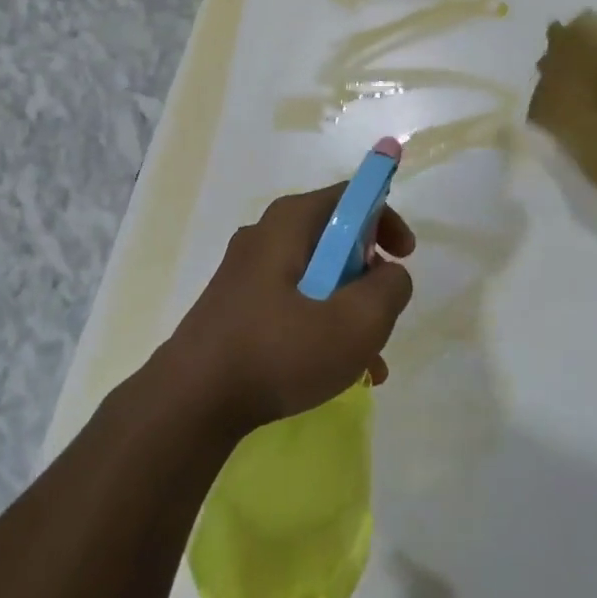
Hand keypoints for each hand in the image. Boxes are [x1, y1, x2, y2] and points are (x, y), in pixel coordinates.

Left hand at [161, 186, 415, 434]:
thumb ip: (389, 289)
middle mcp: (266, 235)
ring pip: (318, 276)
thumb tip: (391, 274)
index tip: (405, 257)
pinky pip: (294, 301)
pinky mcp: (237, 304)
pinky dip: (321, 325)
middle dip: (369, 277)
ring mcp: (247, 271)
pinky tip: (335, 372)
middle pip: (336, 238)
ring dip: (348, 310)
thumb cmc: (278, 352)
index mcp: (290, 222)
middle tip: (382, 315)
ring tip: (367, 362)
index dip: (387, 220)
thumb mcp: (355, 323)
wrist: (191, 402)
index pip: (352, 196)